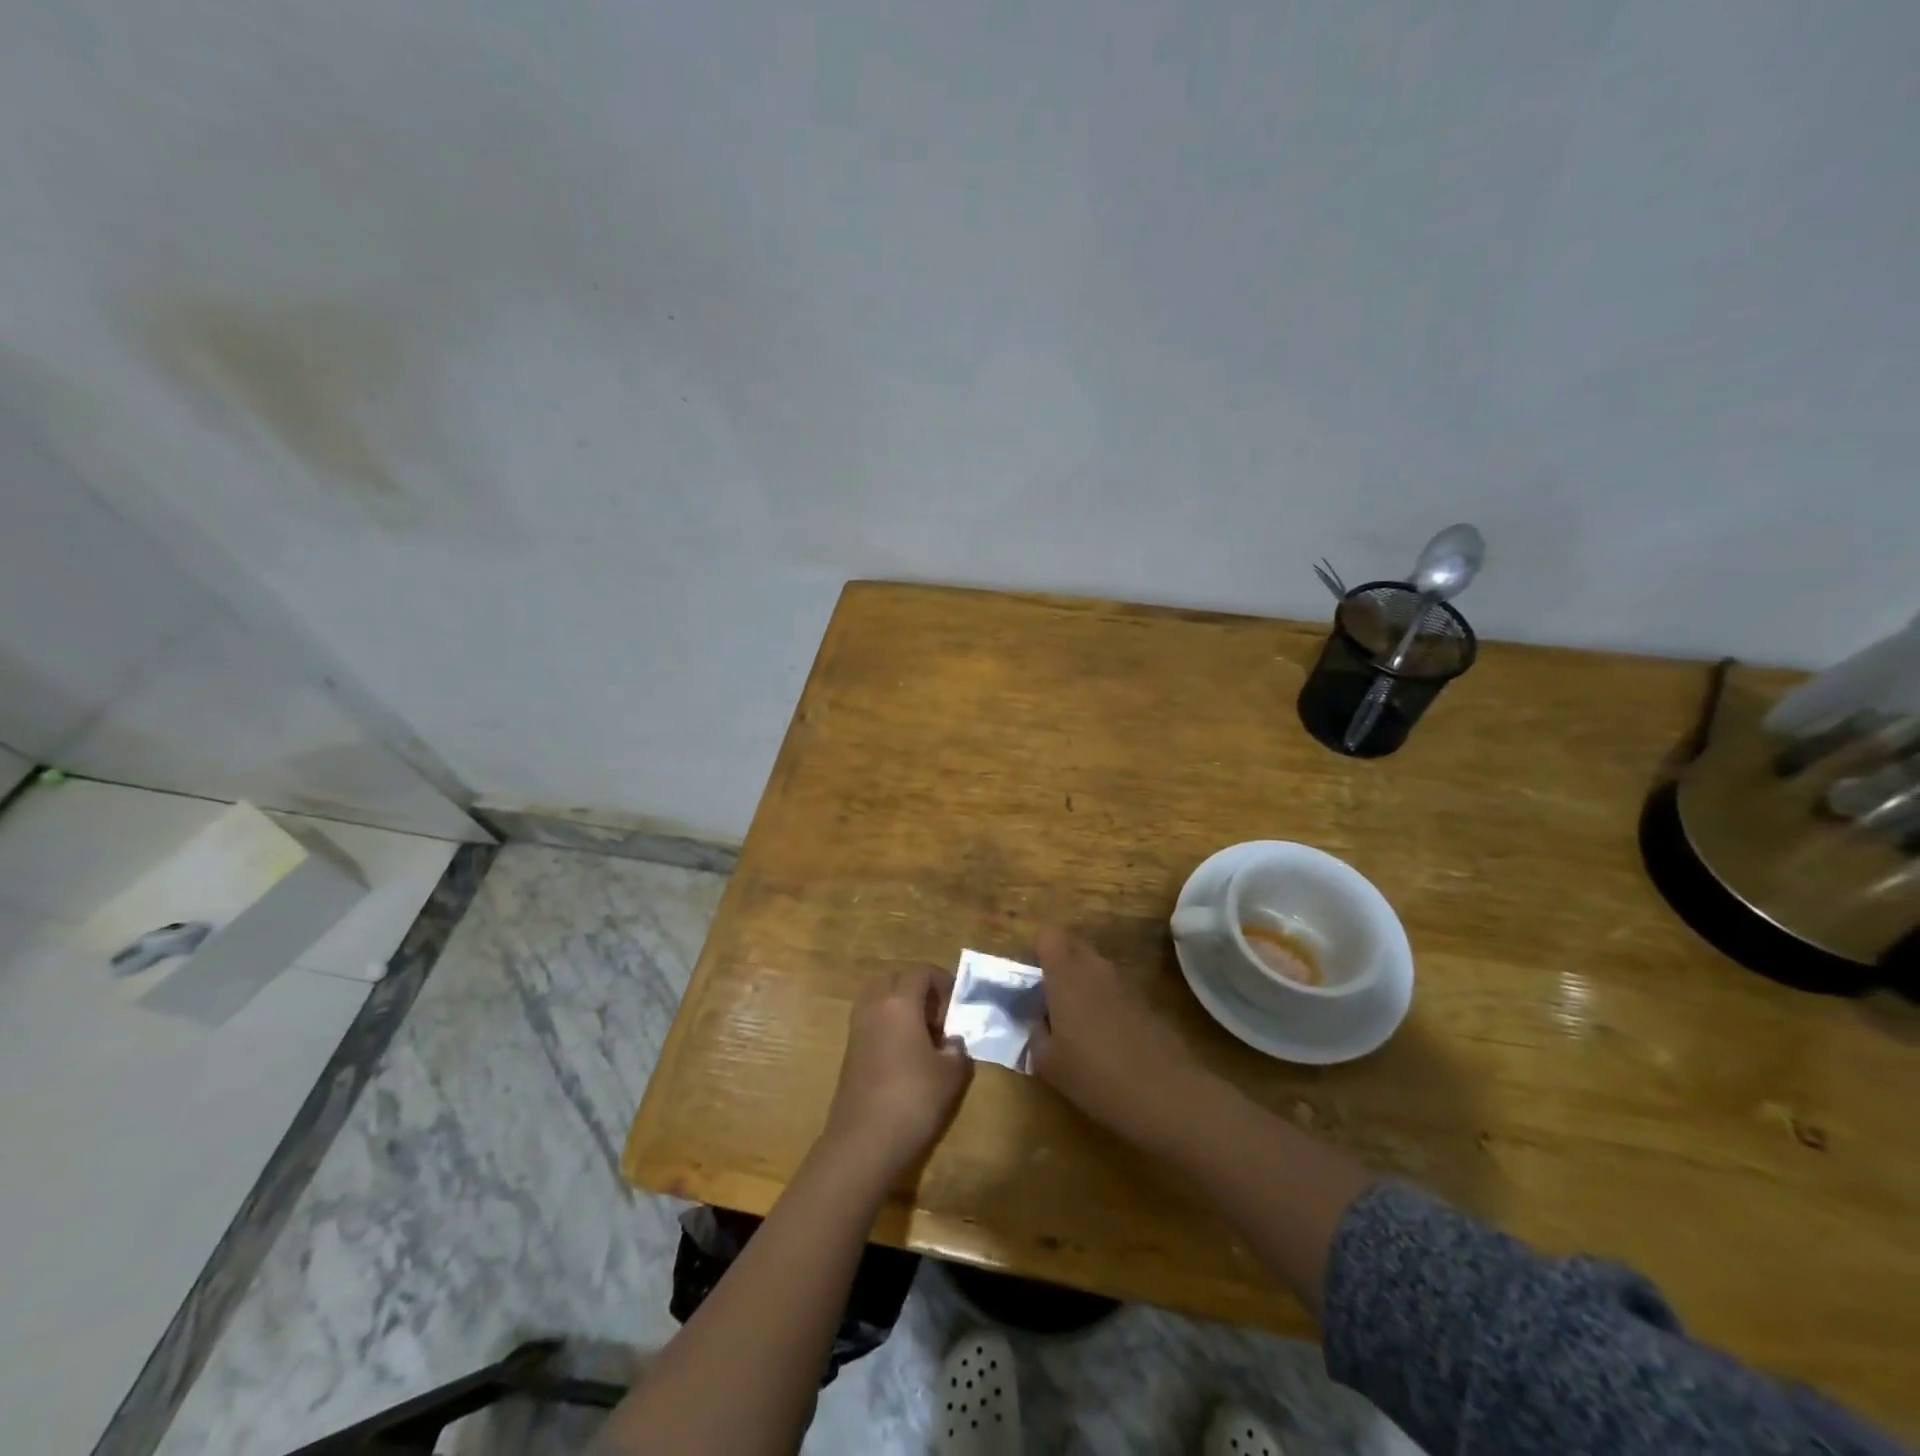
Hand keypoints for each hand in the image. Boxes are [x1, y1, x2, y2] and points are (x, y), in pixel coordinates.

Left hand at [822, 965, 972, 1179]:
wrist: (863, 1142)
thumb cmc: (913, 1099)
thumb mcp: (952, 1075)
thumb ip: (958, 1050)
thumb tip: (952, 1042)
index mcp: (899, 1002)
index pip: (921, 972)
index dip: (943, 981)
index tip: (957, 1004)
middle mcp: (874, 1006)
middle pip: (894, 978)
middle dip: (917, 988)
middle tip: (938, 1015)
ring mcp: (857, 1029)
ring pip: (878, 999)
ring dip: (900, 1006)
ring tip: (922, 1035)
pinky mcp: (849, 1052)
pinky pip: (870, 1021)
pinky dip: (887, 1025)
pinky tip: (905, 1056)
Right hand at [1028, 927, 1209, 1149]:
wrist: (1165, 1093)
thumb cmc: (1095, 1075)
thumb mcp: (1048, 1063)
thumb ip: (1036, 1034)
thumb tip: (1039, 1022)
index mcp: (1066, 974)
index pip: (1047, 936)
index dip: (1037, 952)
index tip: (1031, 980)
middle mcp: (1095, 968)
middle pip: (1073, 945)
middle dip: (1059, 964)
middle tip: (1050, 999)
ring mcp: (1125, 982)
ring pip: (1096, 967)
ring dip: (1083, 983)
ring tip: (1077, 1023)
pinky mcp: (1146, 1000)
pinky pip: (1115, 988)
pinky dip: (1106, 1001)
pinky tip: (1107, 1038)